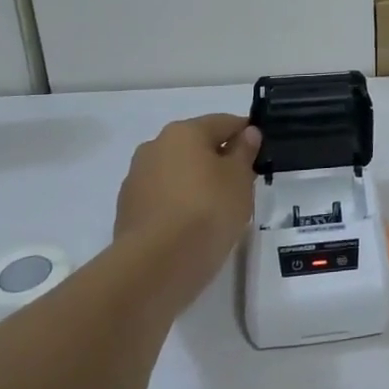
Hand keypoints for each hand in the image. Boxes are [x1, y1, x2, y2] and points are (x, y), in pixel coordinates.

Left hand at [115, 114, 261, 312]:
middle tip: (242, 184)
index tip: (261, 153)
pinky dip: (179, 204)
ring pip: (177, 172)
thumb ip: (244, 152)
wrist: (156, 265)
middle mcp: (155, 146)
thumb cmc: (208, 210)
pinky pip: (163, 198)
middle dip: (219, 159)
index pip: (224, 122)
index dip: (246, 134)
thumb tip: (247, 134)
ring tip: (217, 209)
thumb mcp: (240, 179)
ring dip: (196, 182)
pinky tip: (193, 226)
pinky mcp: (127, 210)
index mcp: (184, 132)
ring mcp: (136, 178)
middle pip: (197, 146)